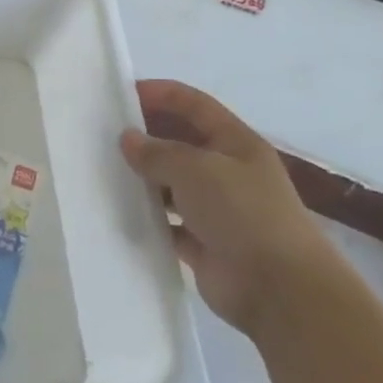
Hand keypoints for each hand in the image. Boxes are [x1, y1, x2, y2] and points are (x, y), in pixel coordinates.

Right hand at [120, 79, 338, 340]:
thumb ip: (158, 152)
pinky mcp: (203, 242)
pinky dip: (147, 218)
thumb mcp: (196, 170)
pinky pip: (167, 223)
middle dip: (146, 135)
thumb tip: (128, 139)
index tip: (120, 93)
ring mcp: (215, 208)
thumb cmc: (243, 214)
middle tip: (102, 134)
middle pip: (180, 142)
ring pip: (171, 183)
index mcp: (235, 143)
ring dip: (143, 178)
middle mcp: (227, 171)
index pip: (194, 105)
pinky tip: (117, 212)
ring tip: (102, 171)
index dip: (161, 94)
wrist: (280, 289)